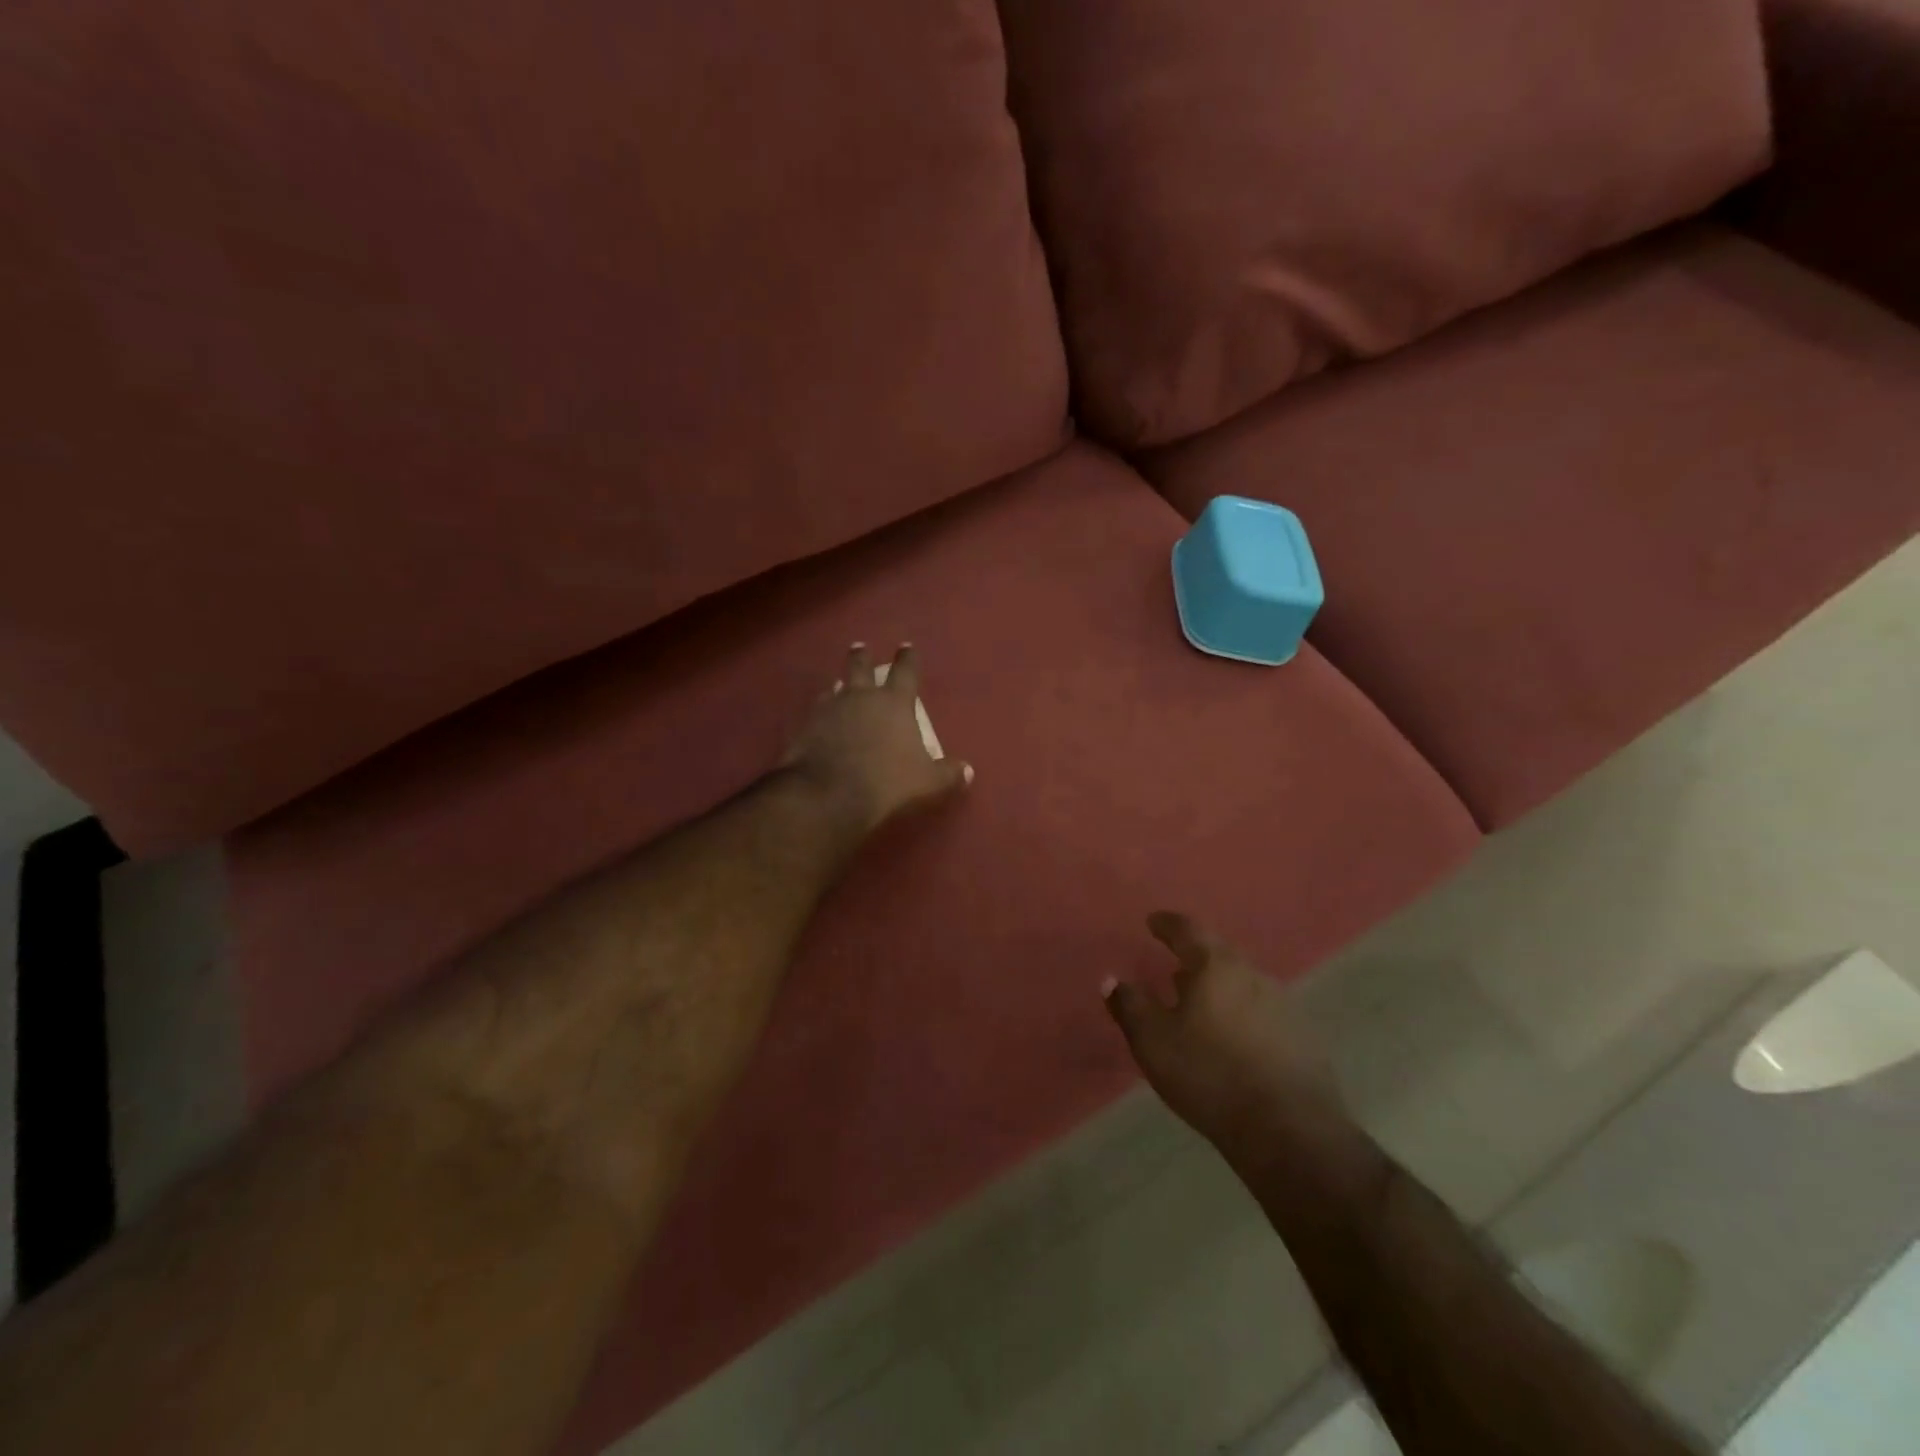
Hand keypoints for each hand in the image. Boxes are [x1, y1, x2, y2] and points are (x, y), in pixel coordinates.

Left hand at [782, 644, 971, 835]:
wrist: (829, 793)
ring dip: (839, 685)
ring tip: (838, 685)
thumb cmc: (887, 782)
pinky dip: (821, 711)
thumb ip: (947, 774)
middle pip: (860, 667)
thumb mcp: (927, 782)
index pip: (905, 671)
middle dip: (862, 656)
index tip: (907, 647)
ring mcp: (830, 709)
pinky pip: (816, 711)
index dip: (908, 658)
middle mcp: (861, 697)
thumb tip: (967, 771)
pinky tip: (819, 718)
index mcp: (895, 702)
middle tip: (860, 647)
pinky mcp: (806, 726)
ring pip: (835, 688)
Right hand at [1105, 913, 1344, 1160]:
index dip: (1167, 923)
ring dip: (1219, 987)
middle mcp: (1253, 975)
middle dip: (1196, 956)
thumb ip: (1130, 1006)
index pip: (1188, 930)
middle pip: (1220, 953)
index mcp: (1216, 967)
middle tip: (1175, 965)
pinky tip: (1233, 1038)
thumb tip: (1112, 980)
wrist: (1289, 1130)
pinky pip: (1263, 1013)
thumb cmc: (1209, 1074)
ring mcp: (1284, 1006)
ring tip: (1201, 1003)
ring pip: (1243, 983)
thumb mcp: (1153, 1041)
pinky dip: (1242, 1014)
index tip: (1153, 921)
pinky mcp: (1303, 1039)